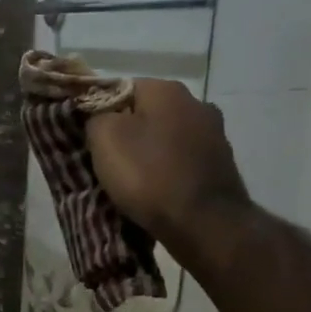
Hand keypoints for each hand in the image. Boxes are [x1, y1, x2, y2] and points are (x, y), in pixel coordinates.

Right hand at [85, 79, 249, 247]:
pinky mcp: (221, 162)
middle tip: (106, 159)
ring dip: (149, 151)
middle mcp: (196, 102)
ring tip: (131, 178)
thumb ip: (96, 116)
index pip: (122, 88)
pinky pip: (182, 158)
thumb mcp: (104, 138)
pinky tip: (157, 189)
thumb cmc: (147, 174)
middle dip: (127, 131)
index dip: (101, 111)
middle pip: (147, 112)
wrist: (202, 222)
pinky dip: (168, 169)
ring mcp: (214, 133)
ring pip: (166, 136)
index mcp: (167, 90)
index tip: (89, 137)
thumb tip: (101, 115)